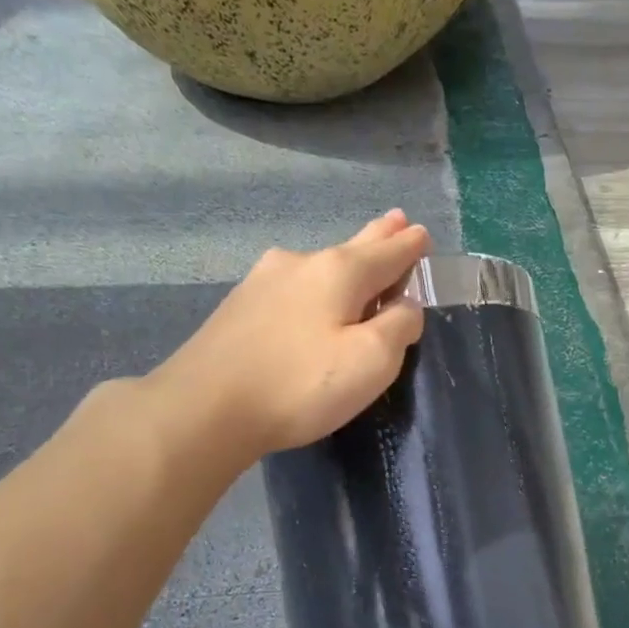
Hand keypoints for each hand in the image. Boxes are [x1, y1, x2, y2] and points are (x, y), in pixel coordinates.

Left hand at [155, 211, 429, 455]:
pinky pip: (293, 288)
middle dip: (378, 236)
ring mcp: (263, 282)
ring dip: (345, 262)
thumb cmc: (300, 384)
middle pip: (351, 248)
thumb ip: (399, 327)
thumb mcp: (372, 361)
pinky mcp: (239, 307)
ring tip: (360, 258)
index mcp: (339, 271)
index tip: (423, 233)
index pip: (387, 252)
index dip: (410, 246)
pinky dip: (315, 286)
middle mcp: (300, 264)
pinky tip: (312, 296)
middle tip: (397, 219)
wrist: (205, 408)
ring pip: (319, 267)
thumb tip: (405, 306)